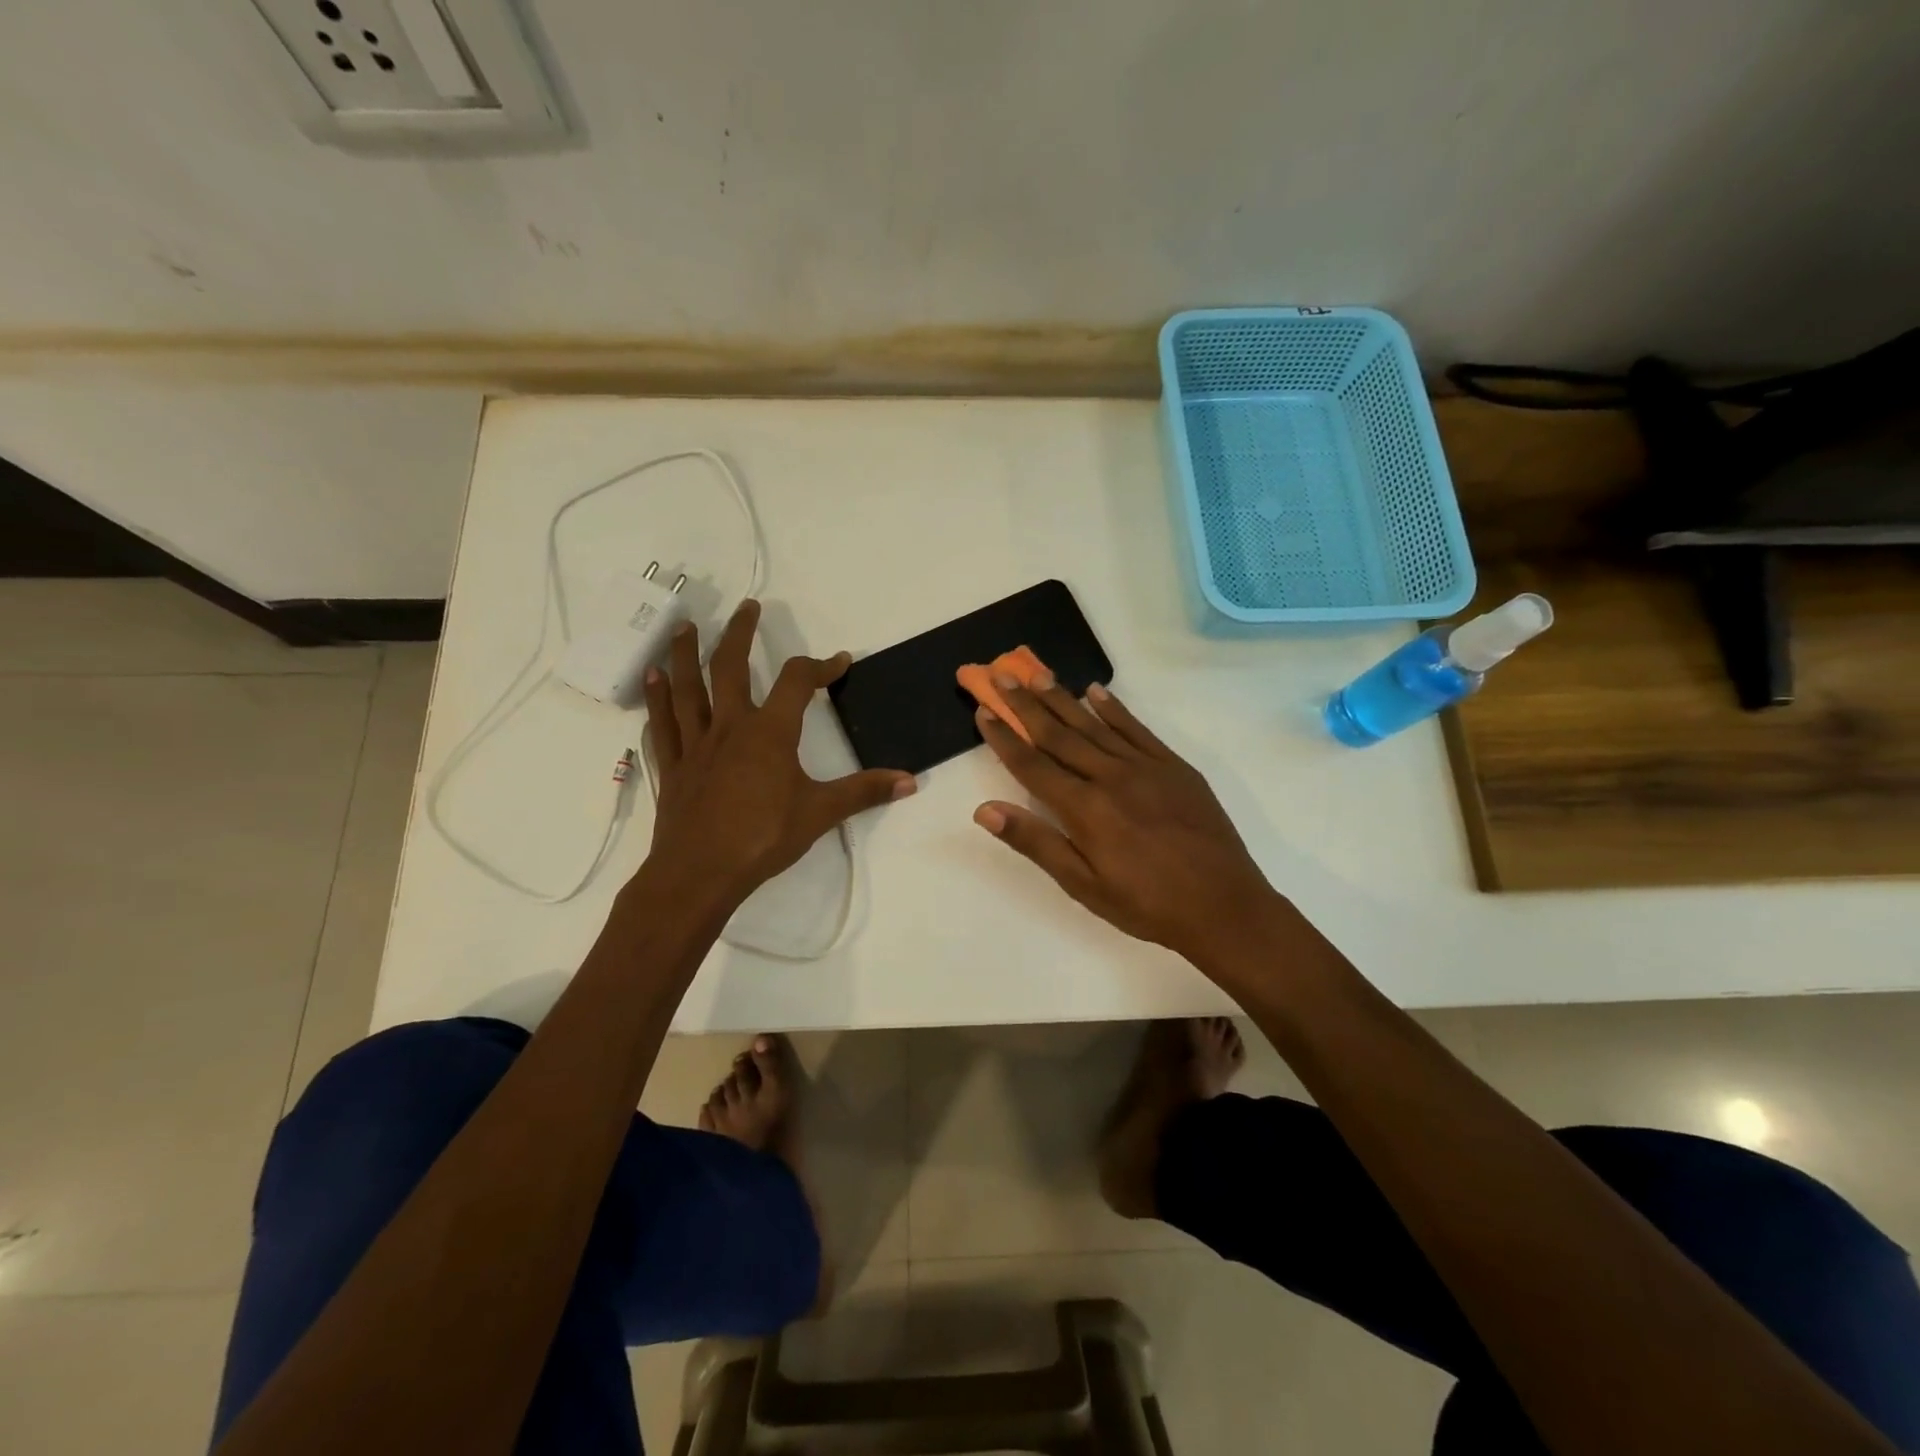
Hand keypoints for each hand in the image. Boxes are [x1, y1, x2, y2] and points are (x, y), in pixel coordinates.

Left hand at [641, 601, 913, 906]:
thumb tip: (910, 781)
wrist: (699, 873)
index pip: (798, 682)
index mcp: (769, 732)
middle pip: (730, 667)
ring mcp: (696, 744)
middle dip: (740, 633)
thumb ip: (865, 791)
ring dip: (685, 654)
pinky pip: (662, 725)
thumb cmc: (763, 838)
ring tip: (686, 627)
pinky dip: (655, 700)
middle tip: (747, 607)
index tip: (839, 661)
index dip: (821, 666)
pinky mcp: (674, 766)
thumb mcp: (821, 813)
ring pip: (686, 687)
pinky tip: (651, 680)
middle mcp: (730, 726)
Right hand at [971, 672, 1277, 964]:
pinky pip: (1137, 729)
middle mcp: (1110, 777)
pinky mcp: (1174, 766)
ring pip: (1094, 724)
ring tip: (1038, 674)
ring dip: (1063, 698)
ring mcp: (1145, 766)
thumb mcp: (1083, 885)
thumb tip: (985, 809)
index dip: (1004, 737)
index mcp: (1084, 808)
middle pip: (1059, 734)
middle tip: (1001, 675)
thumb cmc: (1146, 904)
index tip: (983, 711)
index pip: (1032, 764)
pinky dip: (1114, 709)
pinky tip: (1097, 692)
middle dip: (1026, 704)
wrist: (1224, 906)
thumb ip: (1036, 842)